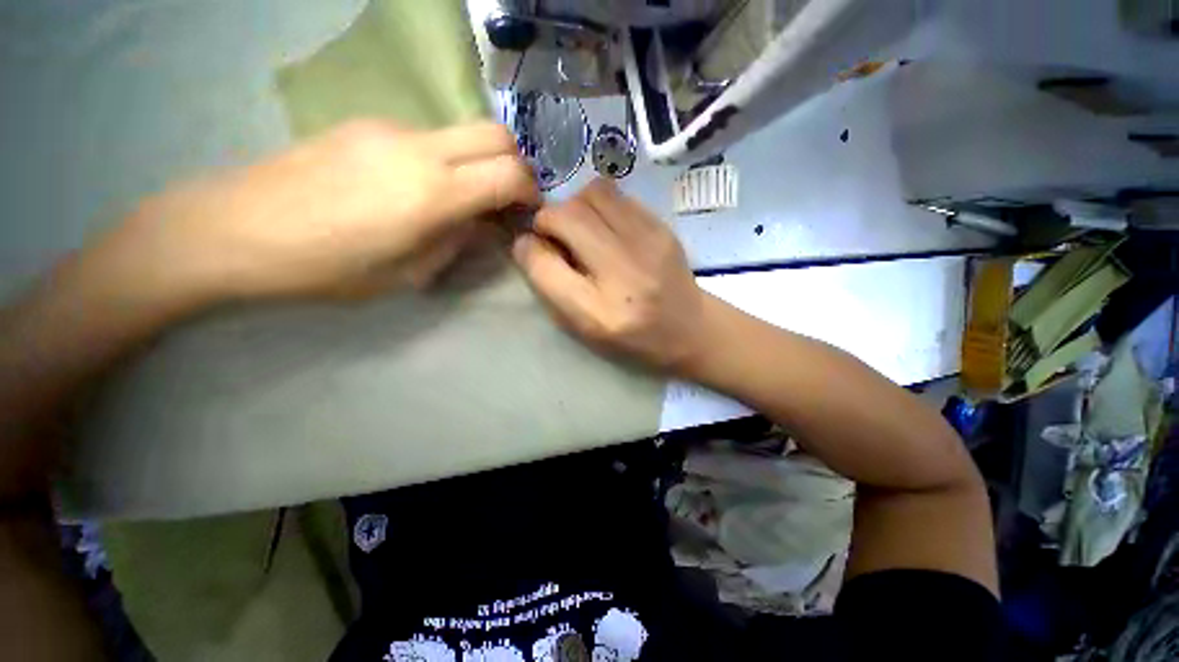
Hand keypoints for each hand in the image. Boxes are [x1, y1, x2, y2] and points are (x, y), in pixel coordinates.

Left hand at [99, 120, 538, 302]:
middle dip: (515, 165)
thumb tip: (482, 225)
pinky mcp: (365, 124)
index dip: (530, 192)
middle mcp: (419, 148)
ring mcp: (389, 128)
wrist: (233, 229)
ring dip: (477, 162)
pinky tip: (416, 187)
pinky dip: (443, 159)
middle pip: (496, 133)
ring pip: (462, 131)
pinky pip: (427, 135)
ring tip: (459, 199)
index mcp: (433, 193)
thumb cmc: (326, 268)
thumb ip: (457, 242)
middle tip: (506, 198)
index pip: (510, 174)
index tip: (528, 212)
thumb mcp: (409, 273)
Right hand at [512, 178, 715, 375]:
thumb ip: (551, 286)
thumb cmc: (630, 337)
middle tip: (556, 237)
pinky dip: (600, 205)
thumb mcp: (583, 327)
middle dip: (549, 219)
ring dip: (575, 206)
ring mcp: (648, 243)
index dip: (529, 248)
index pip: (544, 264)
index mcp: (599, 312)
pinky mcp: (662, 226)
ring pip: (592, 194)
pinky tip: (607, 227)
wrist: (688, 329)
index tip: (532, 248)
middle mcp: (624, 272)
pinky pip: (617, 195)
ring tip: (582, 229)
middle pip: (567, 216)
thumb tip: (529, 242)